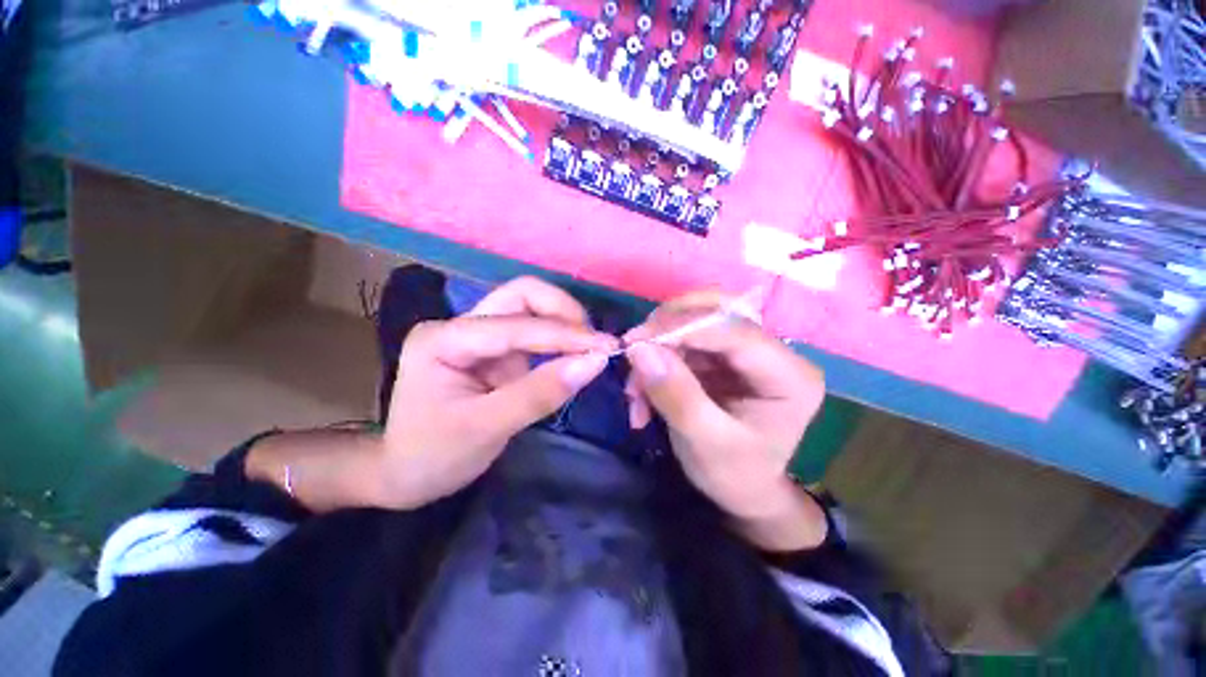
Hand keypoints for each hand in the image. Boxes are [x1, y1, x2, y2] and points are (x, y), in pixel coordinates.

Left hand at [378, 277, 615, 507]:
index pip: (515, 325)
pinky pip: (534, 334)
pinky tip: (574, 354)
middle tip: (594, 341)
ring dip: (564, 323)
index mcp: (444, 339)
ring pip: (530, 309)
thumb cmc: (434, 457)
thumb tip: (595, 362)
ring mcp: (479, 335)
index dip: (564, 334)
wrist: (405, 476)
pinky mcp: (495, 351)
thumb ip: (541, 393)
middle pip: (521, 295)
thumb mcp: (486, 428)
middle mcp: (461, 326)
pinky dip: (558, 340)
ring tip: (590, 347)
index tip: (605, 348)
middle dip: (563, 312)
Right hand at [624, 292, 827, 550]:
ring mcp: (745, 349)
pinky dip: (657, 359)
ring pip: (693, 322)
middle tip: (633, 352)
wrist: (743, 491)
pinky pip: (682, 340)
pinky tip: (642, 391)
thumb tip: (639, 349)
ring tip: (635, 388)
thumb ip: (675, 395)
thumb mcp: (705, 443)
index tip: (635, 341)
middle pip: (716, 311)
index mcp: (790, 375)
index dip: (682, 327)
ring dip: (657, 348)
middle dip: (667, 329)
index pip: (735, 330)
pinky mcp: (722, 354)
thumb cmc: (735, 475)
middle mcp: (773, 351)